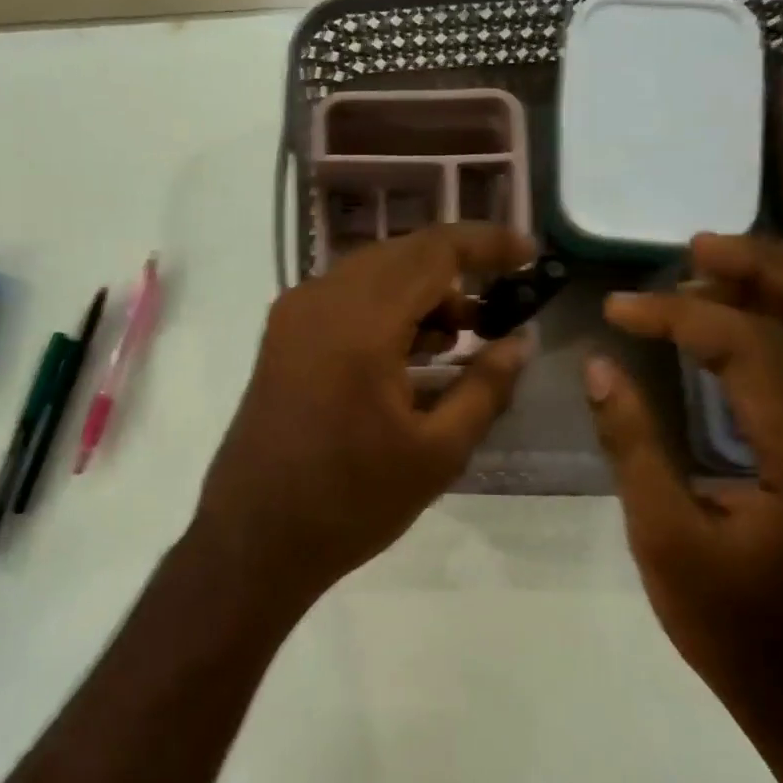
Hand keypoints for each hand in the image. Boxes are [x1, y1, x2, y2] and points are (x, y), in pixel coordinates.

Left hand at [193, 224, 536, 619]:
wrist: (255, 539)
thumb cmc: (351, 502)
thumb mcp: (436, 453)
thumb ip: (486, 387)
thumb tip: (520, 341)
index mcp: (359, 323)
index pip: (432, 251)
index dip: (485, 243)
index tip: (527, 255)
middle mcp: (318, 302)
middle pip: (399, 256)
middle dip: (454, 271)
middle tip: (499, 305)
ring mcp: (291, 318)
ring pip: (368, 276)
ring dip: (418, 292)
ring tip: (463, 334)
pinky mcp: (280, 340)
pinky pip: (341, 302)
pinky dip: (383, 311)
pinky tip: (412, 351)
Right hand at [586, 234, 782, 771]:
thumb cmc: (734, 627)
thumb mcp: (664, 538)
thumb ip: (632, 444)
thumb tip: (599, 366)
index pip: (752, 349)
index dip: (679, 314)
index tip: (619, 305)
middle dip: (768, 267)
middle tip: (696, 249)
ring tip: (726, 267)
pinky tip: (764, 319)